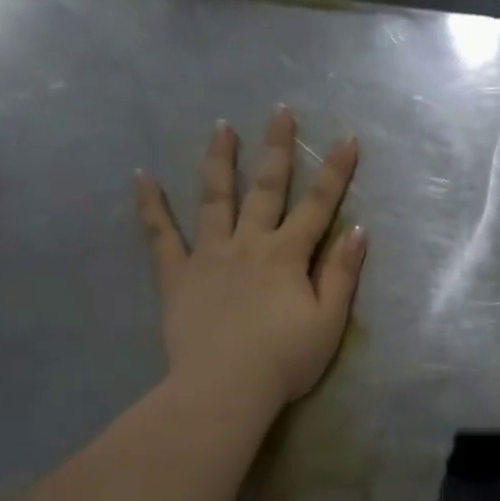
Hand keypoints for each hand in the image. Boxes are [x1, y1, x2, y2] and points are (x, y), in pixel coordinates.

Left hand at [136, 107, 365, 410]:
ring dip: (219, 161)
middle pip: (266, 188)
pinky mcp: (177, 276)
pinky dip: (151, 207)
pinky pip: (161, 236)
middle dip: (277, 149)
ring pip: (214, 199)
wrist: (224, 388)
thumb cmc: (285, 360)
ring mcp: (209, 256)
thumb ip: (342, 274)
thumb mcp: (329, 321)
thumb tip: (357, 229)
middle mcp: (249, 243)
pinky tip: (142, 178)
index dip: (335, 172)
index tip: (346, 139)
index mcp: (288, 255)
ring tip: (221, 128)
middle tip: (279, 112)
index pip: (318, 205)